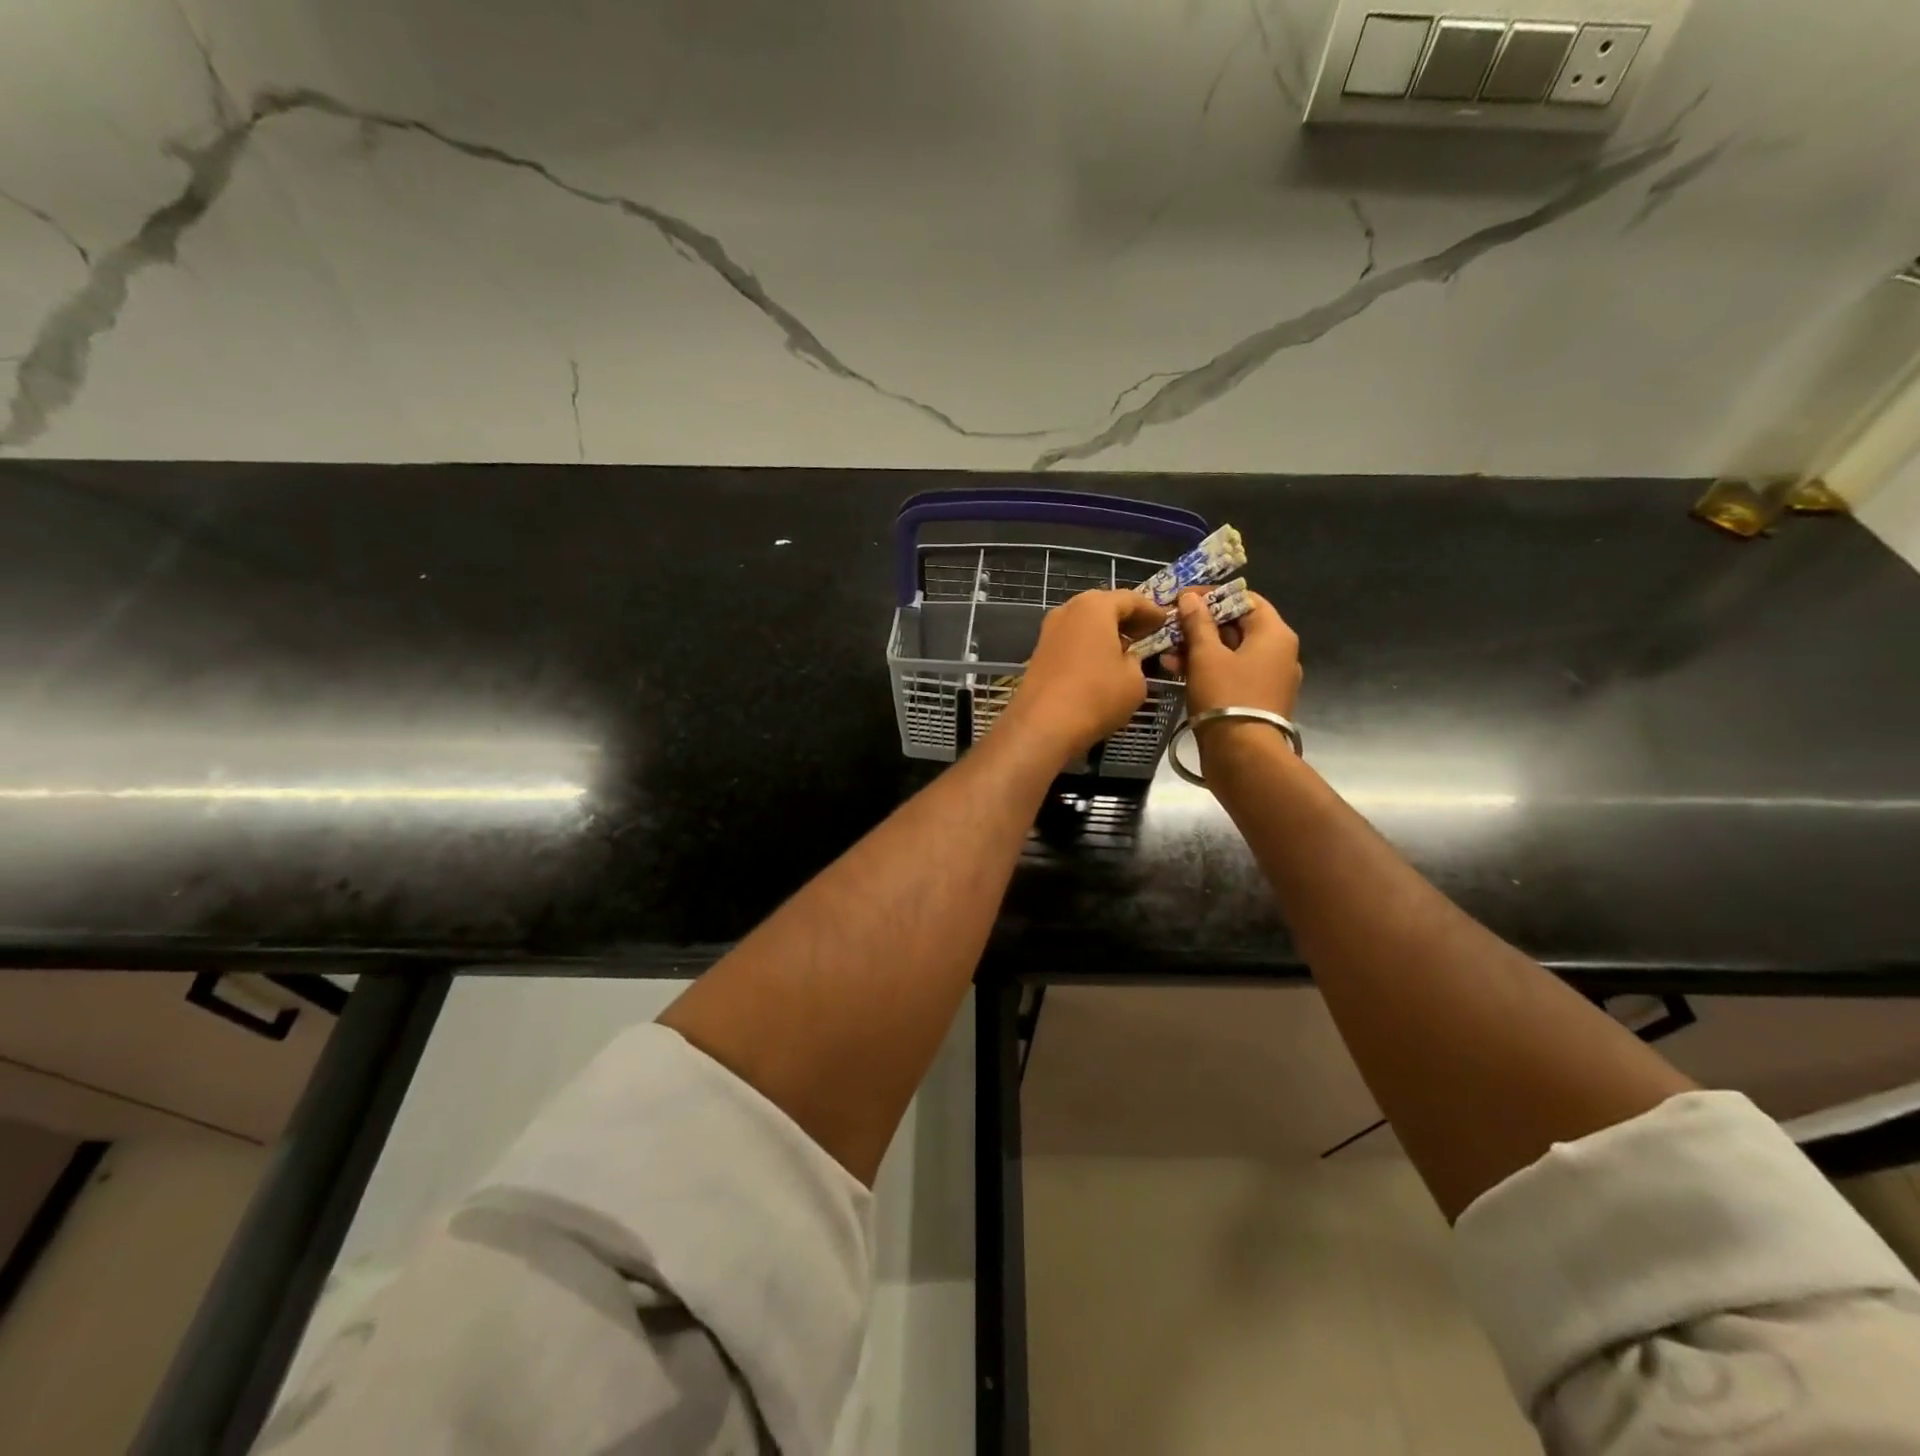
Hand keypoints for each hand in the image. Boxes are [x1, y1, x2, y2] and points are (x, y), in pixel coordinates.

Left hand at [1002, 590, 1166, 760]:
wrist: (1043, 725)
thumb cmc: (1097, 695)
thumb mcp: (1135, 679)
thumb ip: (1136, 660)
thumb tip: (1126, 659)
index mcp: (1094, 606)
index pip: (1130, 599)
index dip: (1151, 611)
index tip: (1165, 622)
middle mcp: (1068, 611)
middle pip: (1103, 607)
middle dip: (1126, 619)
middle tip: (1146, 633)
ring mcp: (1049, 631)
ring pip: (1085, 624)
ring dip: (1105, 633)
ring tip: (1125, 650)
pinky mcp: (1039, 653)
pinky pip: (1072, 641)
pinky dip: (1089, 646)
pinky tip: (1100, 665)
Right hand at [1165, 588, 1301, 730]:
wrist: (1243, 755)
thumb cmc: (1226, 696)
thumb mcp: (1206, 656)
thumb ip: (1197, 623)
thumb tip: (1190, 597)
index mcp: (1275, 634)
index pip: (1245, 599)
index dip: (1213, 596)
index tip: (1183, 598)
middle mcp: (1279, 652)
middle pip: (1238, 626)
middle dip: (1201, 624)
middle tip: (1170, 625)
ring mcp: (1270, 677)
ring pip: (1232, 652)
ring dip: (1199, 648)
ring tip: (1167, 651)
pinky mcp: (1258, 698)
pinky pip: (1233, 673)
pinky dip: (1209, 668)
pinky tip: (1178, 670)